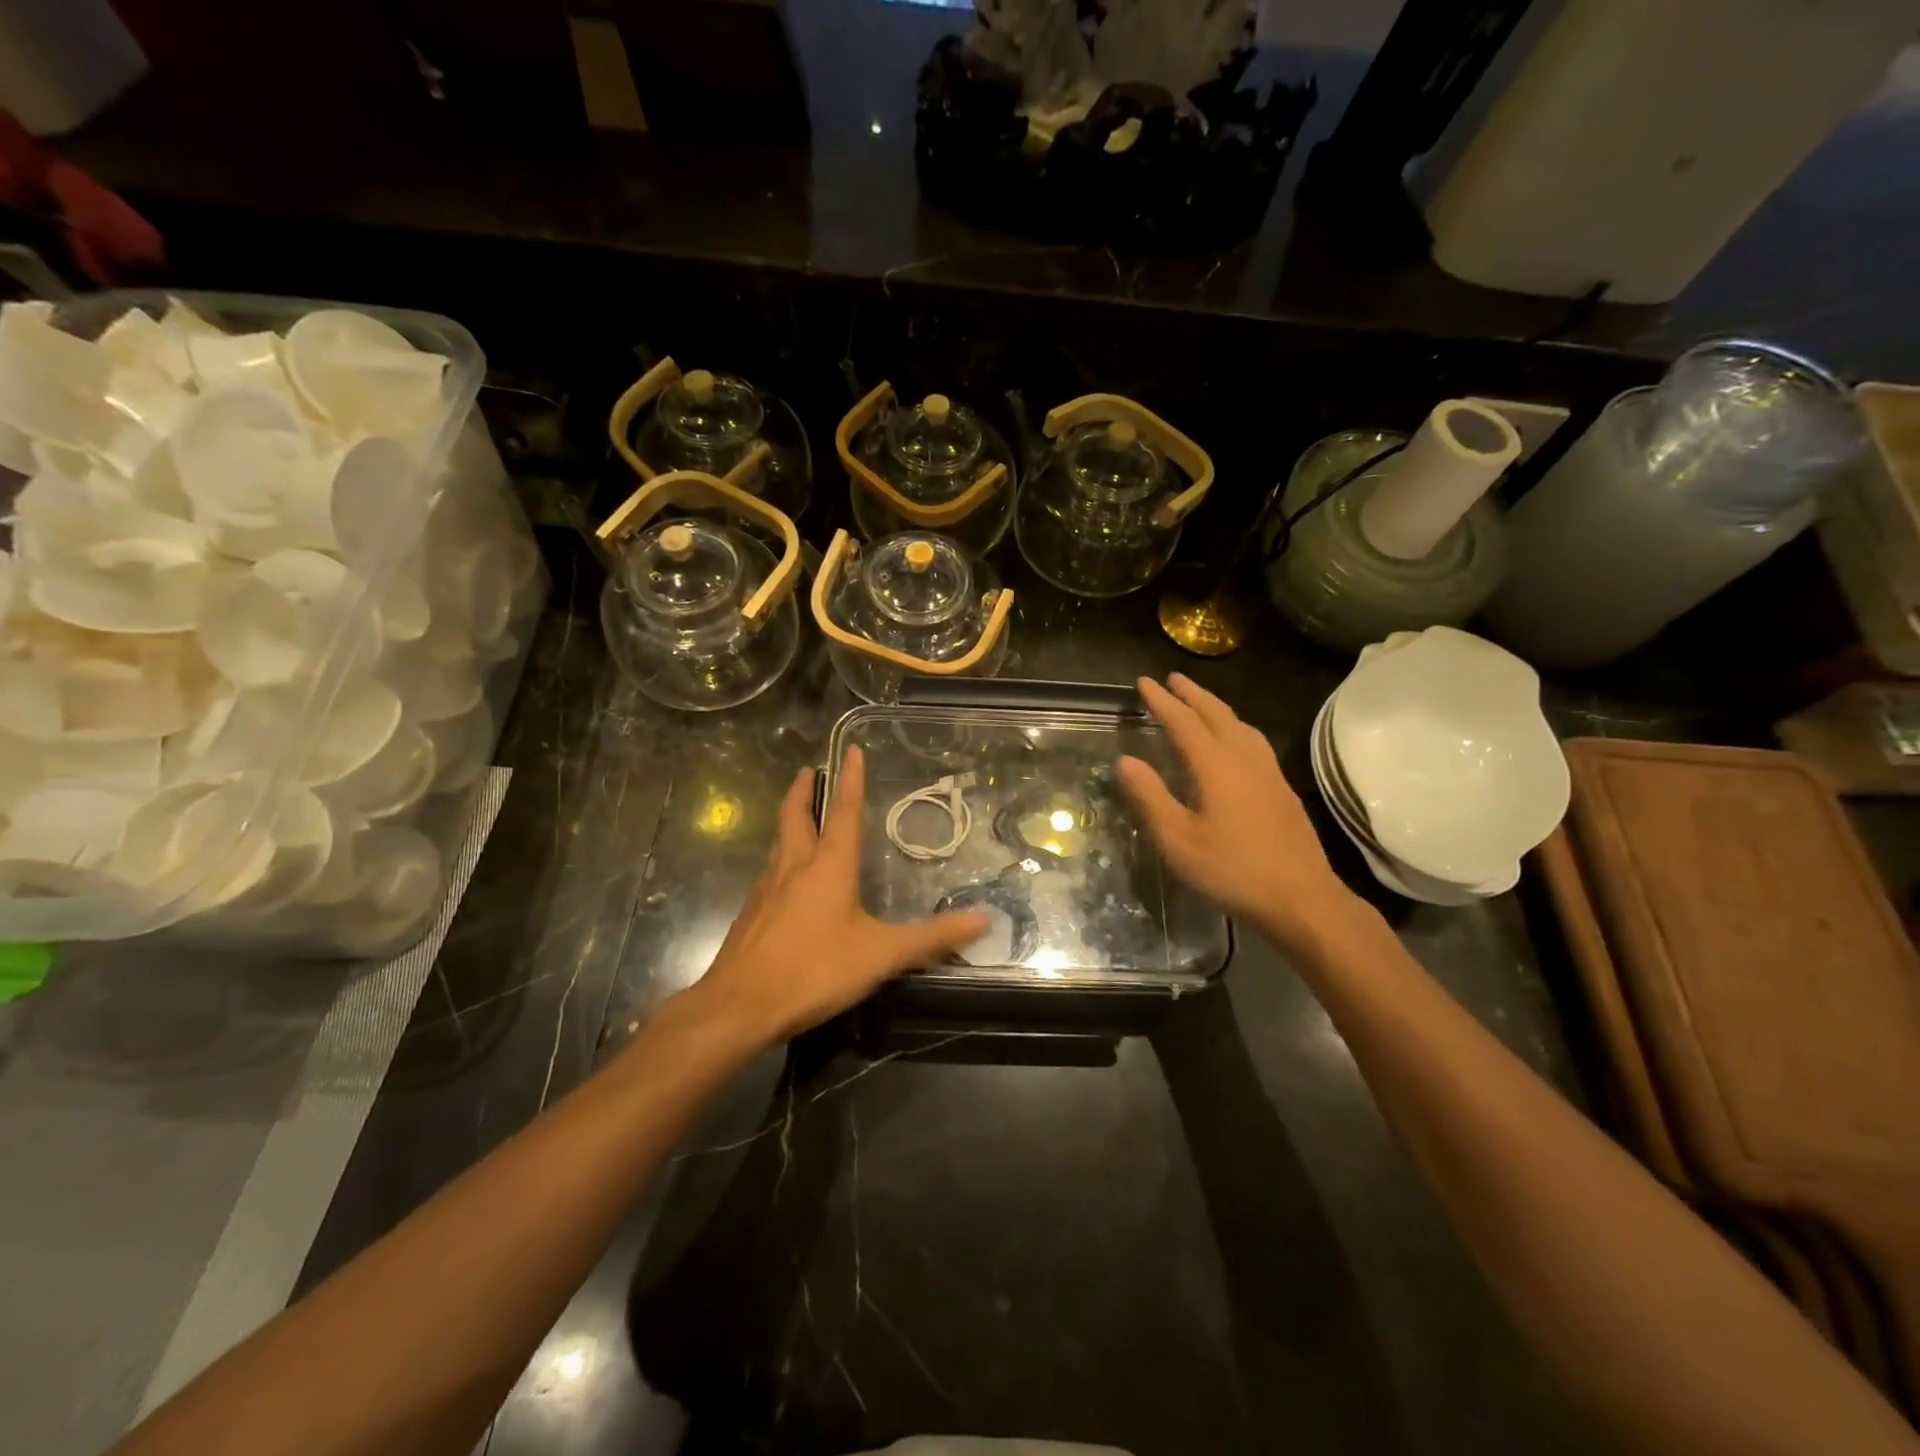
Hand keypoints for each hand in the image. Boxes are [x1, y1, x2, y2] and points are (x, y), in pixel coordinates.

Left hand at [688, 746, 989, 1046]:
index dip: (850, 780)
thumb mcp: (882, 955)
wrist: (739, 1005)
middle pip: (796, 815)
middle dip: (804, 790)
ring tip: (800, 816)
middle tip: (809, 772)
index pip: (843, 812)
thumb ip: (932, 938)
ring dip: (790, 820)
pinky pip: (769, 871)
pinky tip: (786, 878)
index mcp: (829, 866)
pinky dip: (781, 857)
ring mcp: (766, 888)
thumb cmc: (815, 970)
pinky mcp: (751, 913)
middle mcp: (795, 866)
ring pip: (779, 841)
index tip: (850, 750)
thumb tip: (984, 920)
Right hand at [1117, 674, 1362, 950]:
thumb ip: (1150, 797)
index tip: (1143, 683)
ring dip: (1216, 708)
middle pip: (1217, 714)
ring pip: (1241, 726)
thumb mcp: (1178, 839)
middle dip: (1192, 694)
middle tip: (1172, 679)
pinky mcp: (1282, 790)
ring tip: (1200, 703)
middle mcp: (1245, 759)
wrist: (1301, 899)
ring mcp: (1269, 773)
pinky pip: (1254, 742)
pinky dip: (1235, 727)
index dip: (1161, 701)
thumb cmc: (1232, 870)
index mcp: (1216, 766)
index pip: (1183, 722)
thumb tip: (1125, 760)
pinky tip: (1235, 743)